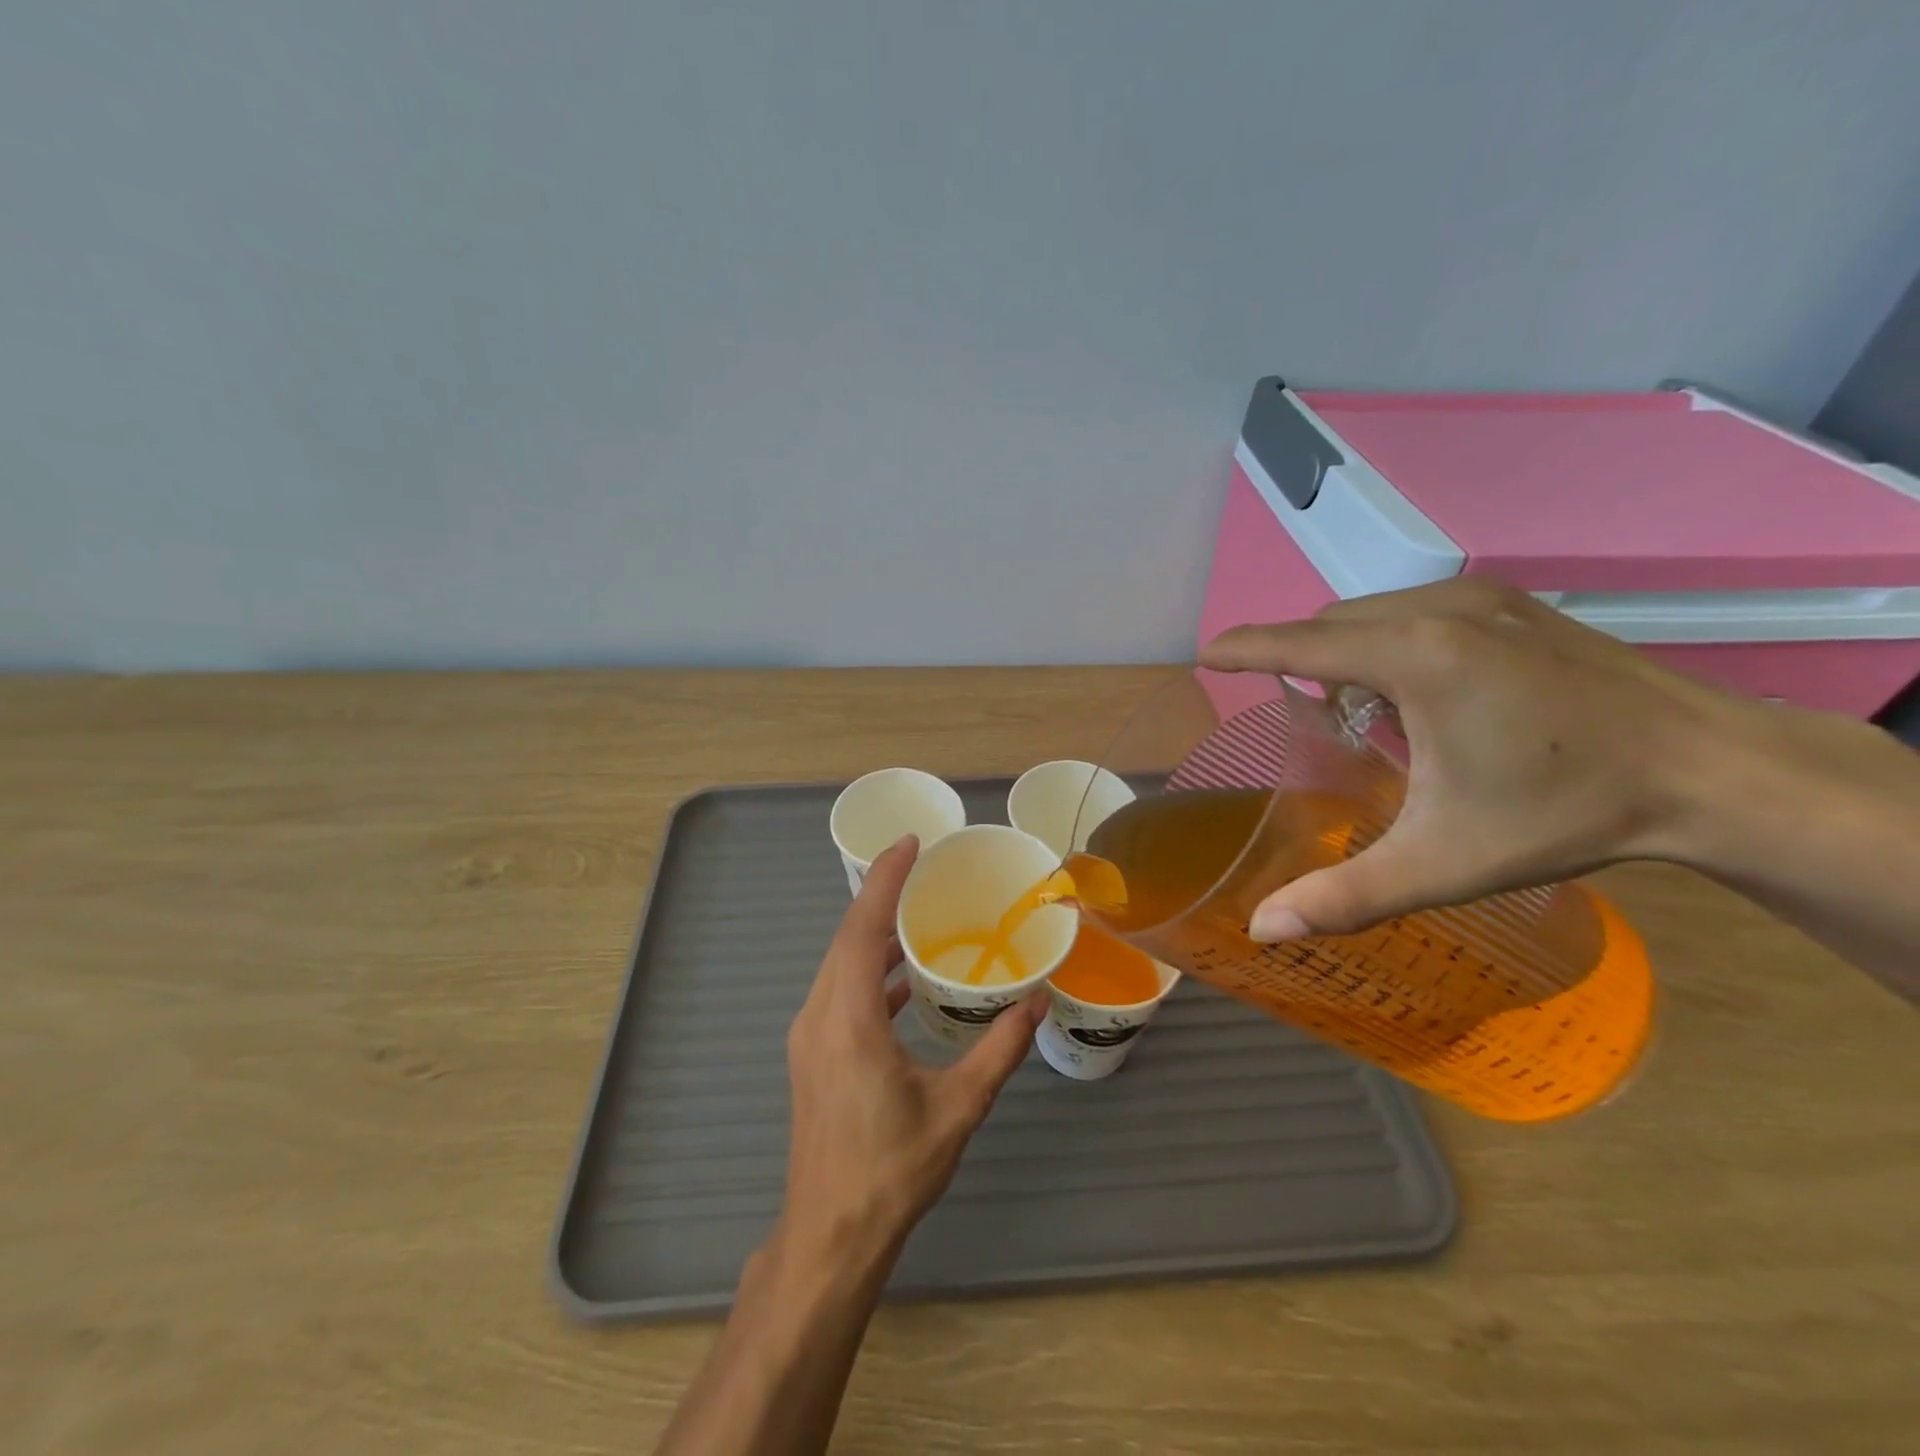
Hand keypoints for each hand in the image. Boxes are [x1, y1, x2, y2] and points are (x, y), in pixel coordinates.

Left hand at [778, 835, 1046, 1266]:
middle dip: (880, 896)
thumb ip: (1000, 1049)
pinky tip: (902, 979)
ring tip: (916, 914)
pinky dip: (867, 970)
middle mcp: (819, 1016)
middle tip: (921, 868)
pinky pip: (838, 990)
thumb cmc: (893, 1170)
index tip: (909, 844)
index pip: (861, 929)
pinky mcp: (812, 1053)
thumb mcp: (958, 1107)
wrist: (830, 1237)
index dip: (884, 880)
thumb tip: (1037, 1000)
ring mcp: (809, 1035)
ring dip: (872, 933)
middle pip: (846, 938)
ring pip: (838, 963)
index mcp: (849, 1020)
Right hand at [1200, 577, 1747, 940]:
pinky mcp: (1512, 602)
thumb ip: (1345, 895)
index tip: (1204, 654)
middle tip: (1307, 719)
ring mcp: (1482, 596)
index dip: (1245, 648)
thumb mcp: (1443, 862)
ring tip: (1365, 712)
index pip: (1300, 643)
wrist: (1715, 771)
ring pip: (1372, 613)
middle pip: (1332, 624)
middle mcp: (1440, 609)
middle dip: (1301, 660)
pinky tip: (1421, 693)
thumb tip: (1261, 930)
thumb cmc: (1566, 813)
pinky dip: (1388, 641)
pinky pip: (1414, 609)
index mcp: (1416, 657)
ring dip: (1346, 652)